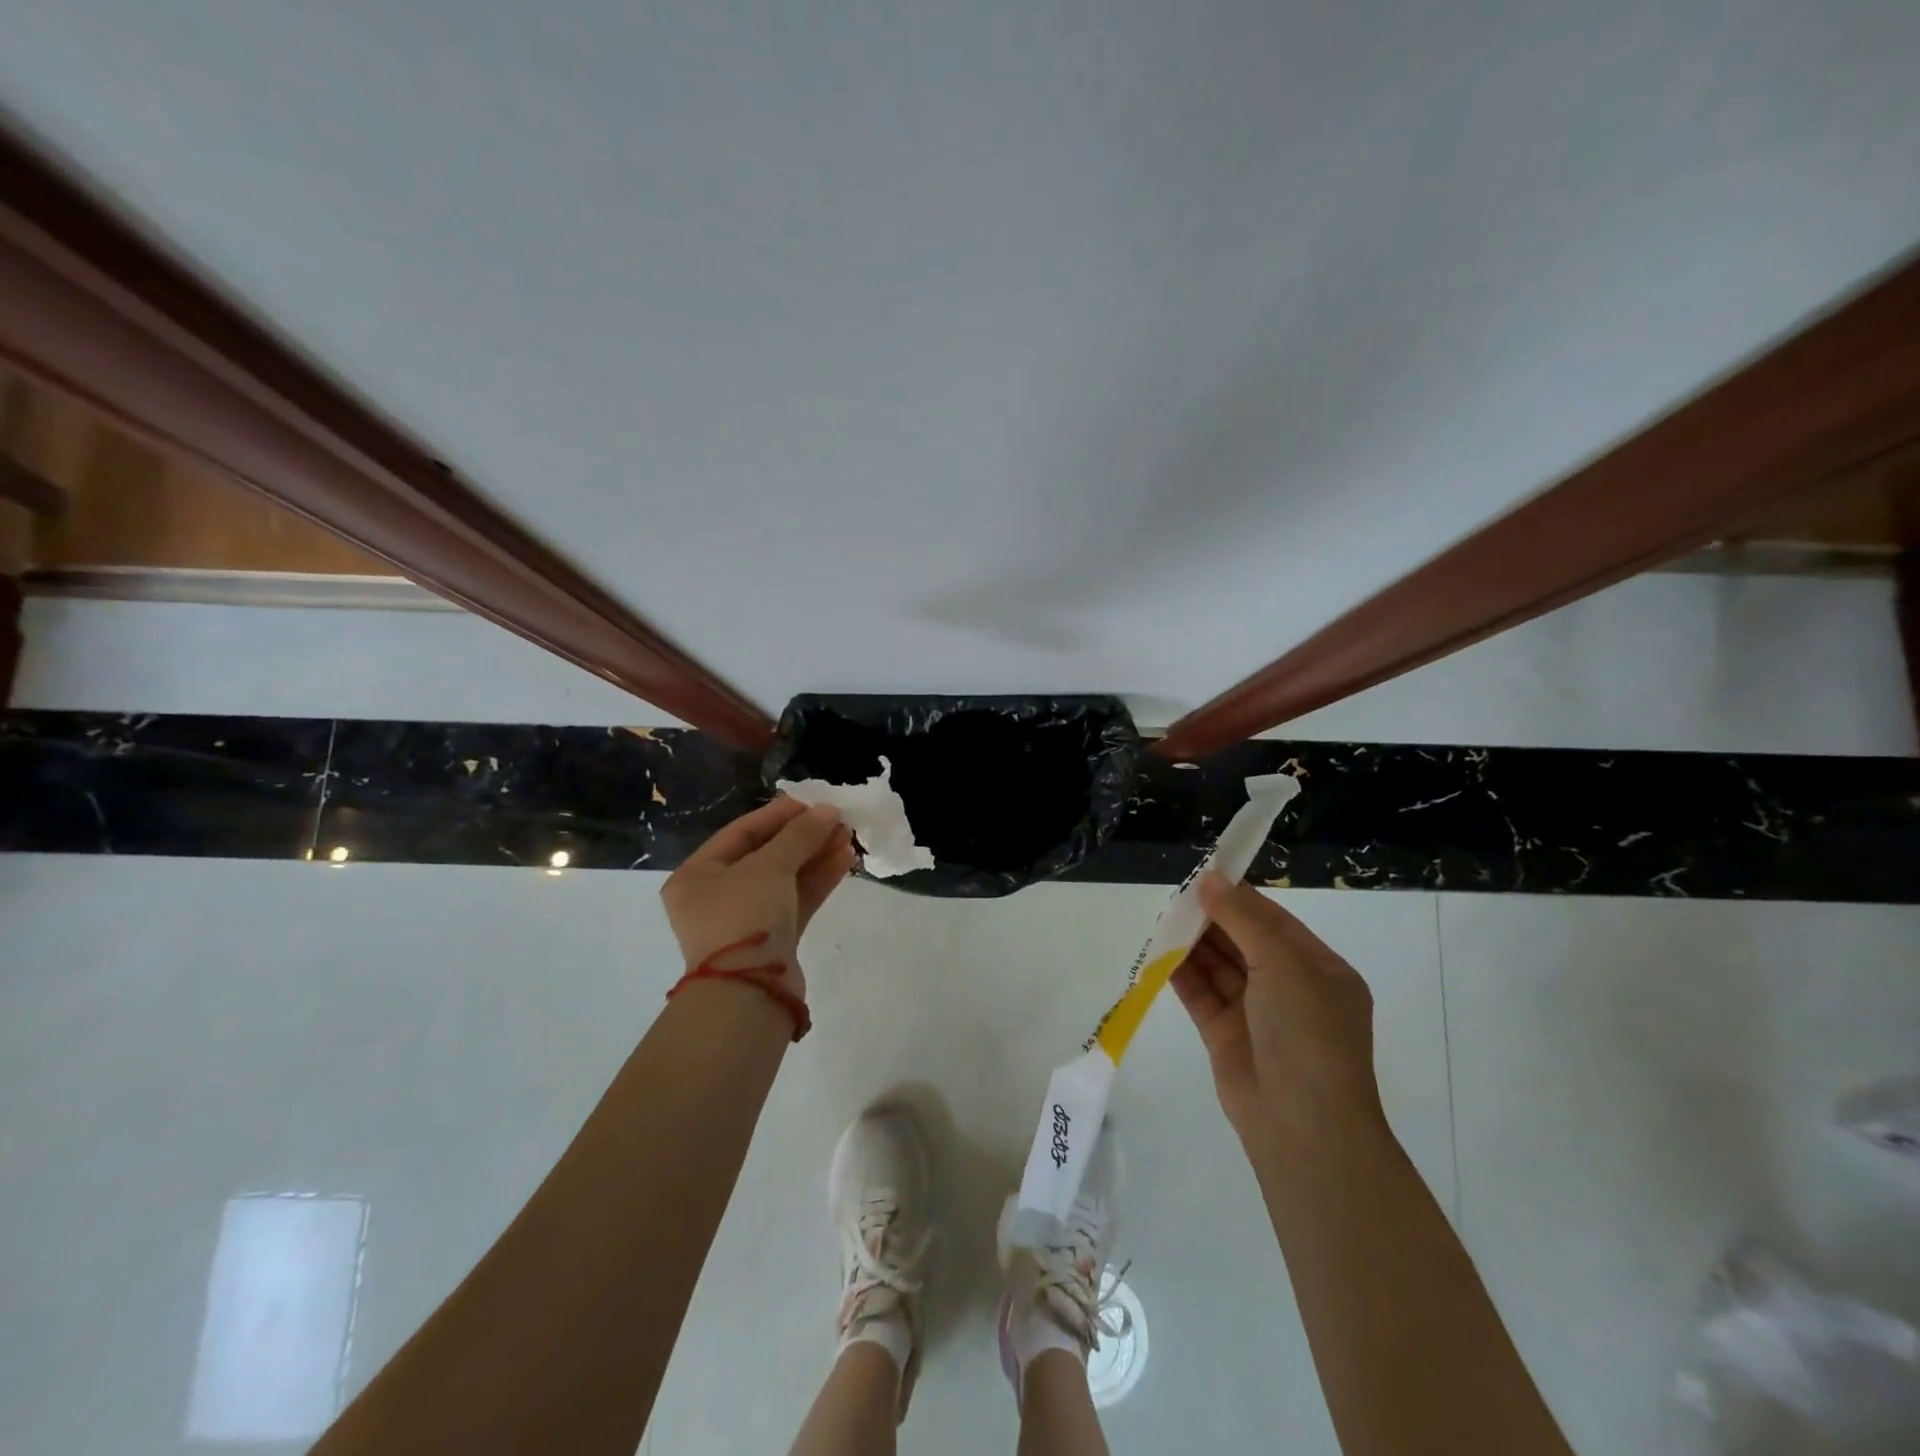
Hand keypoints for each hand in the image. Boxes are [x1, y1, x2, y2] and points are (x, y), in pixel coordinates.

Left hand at [661, 798, 855, 996]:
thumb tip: (828, 810)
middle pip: (765, 855)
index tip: (812, 802)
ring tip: (848, 835)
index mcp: (697, 875)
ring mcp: (745, 920)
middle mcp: (716, 896)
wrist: (749, 993)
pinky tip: (844, 859)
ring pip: (785, 878)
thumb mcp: (769, 866)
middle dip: (803, 836)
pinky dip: (818, 880)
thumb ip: (799, 834)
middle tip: (836, 819)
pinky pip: (795, 900)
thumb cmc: (744, 916)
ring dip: (815, 855)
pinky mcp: (772, 939)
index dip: (778, 815)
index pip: (741, 833)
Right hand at [1172, 872, 1385, 1155]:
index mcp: (1318, 970)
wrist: (1303, 1127)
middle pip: (1243, 941)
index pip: (1274, 921)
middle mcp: (1290, 988)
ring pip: (1219, 967)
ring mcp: (1256, 1014)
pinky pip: (1201, 994)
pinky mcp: (1225, 1035)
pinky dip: (1181, 973)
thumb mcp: (1282, 964)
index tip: (1203, 877)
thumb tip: (1209, 879)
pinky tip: (1159, 954)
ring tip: (1162, 920)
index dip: (1239, 897)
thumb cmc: (1306, 1034)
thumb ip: (1243, 919)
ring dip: (1193, 944)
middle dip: (1211, 919)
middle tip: (1174, 899)